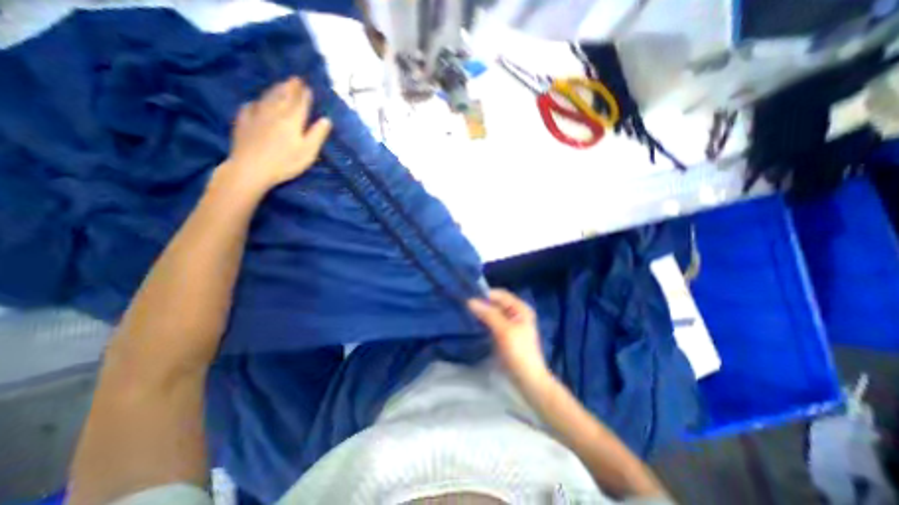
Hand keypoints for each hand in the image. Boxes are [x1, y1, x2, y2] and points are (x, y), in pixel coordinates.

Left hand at [214, 78, 331, 197]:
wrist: (251, 168)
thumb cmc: (285, 162)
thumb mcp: (308, 151)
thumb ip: (317, 134)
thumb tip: (326, 119)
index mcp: (292, 119)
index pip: (300, 102)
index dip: (304, 94)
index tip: (307, 85)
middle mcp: (274, 112)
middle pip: (283, 95)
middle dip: (290, 87)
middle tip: (295, 79)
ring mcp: (257, 114)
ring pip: (267, 97)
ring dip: (275, 89)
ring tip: (280, 84)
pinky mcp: (243, 121)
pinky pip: (250, 106)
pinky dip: (257, 102)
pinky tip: (257, 103)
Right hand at [471, 290, 547, 384]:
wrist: (528, 379)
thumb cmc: (519, 352)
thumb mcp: (504, 330)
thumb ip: (488, 314)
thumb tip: (470, 301)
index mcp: (520, 308)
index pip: (500, 294)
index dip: (485, 294)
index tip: (468, 296)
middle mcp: (516, 313)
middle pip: (496, 303)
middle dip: (482, 303)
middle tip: (465, 305)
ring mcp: (510, 324)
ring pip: (493, 312)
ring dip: (482, 312)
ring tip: (467, 312)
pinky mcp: (505, 334)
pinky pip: (492, 322)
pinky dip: (484, 321)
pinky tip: (474, 323)